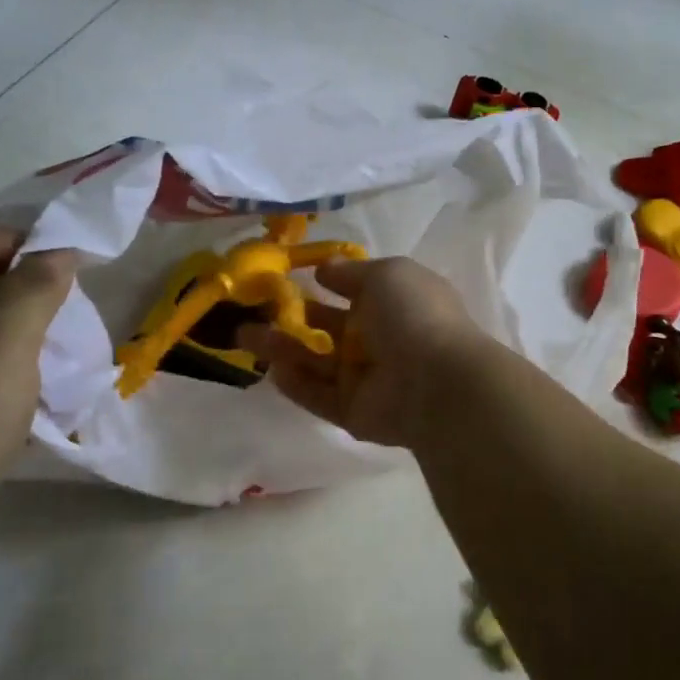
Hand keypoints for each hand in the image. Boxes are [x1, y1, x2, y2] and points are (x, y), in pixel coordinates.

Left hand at [0, 227, 77, 550]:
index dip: (21, 243)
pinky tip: (32, 398)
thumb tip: (59, 254)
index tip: (67, 270)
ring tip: (58, 357)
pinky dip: (5, 375)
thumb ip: (37, 284)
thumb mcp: (9, 332)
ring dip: (19, 338)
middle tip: (67, 316)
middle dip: (26, 293)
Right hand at [240, 256, 482, 446]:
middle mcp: (378, 339)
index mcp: (393, 302)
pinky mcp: (352, 411)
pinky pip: (317, 395)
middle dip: (291, 318)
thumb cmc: (413, 315)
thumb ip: (350, 272)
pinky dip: (295, 383)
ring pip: (315, 361)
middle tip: (250, 310)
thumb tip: (323, 268)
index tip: (284, 277)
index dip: (321, 283)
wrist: (436, 381)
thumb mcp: (386, 274)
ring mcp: (365, 378)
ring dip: (280, 349)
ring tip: (243, 336)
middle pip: (326, 327)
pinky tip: (270, 370)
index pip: (352, 291)